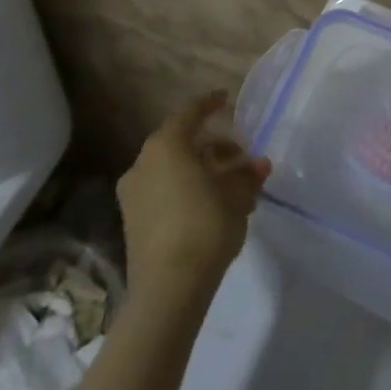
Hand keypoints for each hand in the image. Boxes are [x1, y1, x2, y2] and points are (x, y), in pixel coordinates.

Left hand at [118, 91, 271, 301]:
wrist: (168, 290)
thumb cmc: (205, 226)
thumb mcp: (237, 196)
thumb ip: (247, 175)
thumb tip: (258, 165)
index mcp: (166, 145)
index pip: (189, 113)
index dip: (209, 104)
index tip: (226, 99)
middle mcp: (143, 163)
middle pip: (181, 143)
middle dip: (211, 146)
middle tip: (238, 154)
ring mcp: (133, 195)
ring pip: (172, 169)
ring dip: (200, 171)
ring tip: (231, 185)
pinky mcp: (133, 223)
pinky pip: (163, 192)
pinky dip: (186, 189)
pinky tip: (212, 206)